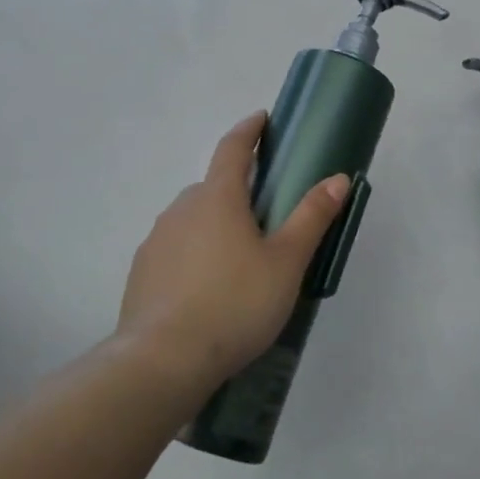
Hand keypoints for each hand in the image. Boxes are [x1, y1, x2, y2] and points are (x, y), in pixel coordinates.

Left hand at [117, 111, 350, 391]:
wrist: (164, 360)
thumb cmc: (235, 303)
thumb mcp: (286, 262)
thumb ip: (311, 217)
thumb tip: (338, 178)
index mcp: (217, 198)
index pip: (233, 149)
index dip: (249, 130)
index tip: (262, 118)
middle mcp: (181, 209)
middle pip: (213, 186)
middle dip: (237, 189)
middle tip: (265, 213)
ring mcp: (156, 241)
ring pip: (192, 219)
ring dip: (214, 224)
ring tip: (238, 259)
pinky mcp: (142, 273)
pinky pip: (175, 249)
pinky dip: (194, 254)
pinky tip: (207, 288)